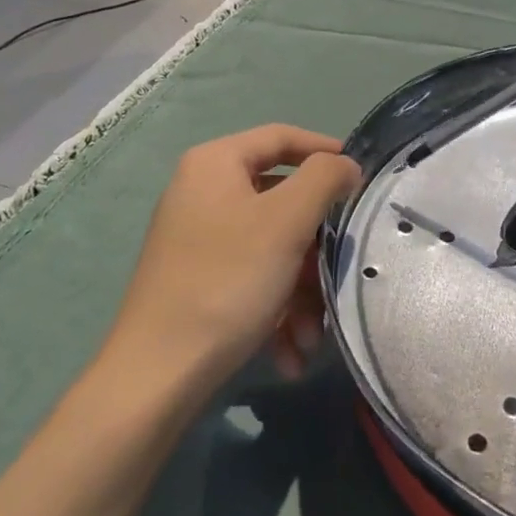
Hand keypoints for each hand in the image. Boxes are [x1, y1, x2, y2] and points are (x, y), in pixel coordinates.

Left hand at [110, 126, 361, 388]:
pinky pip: (250, 276)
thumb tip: (344, 166)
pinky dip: (276, 308)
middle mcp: (201, 192)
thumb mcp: (287, 220)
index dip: (324, 150)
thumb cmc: (227, 281)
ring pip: (271, 246)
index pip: (281, 136)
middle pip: (280, 200)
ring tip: (310, 336)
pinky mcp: (195, 279)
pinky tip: (289, 351)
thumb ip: (324, 178)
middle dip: (315, 245)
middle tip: (337, 270)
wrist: (155, 378)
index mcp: (215, 163)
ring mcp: (196, 238)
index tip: (360, 178)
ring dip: (300, 290)